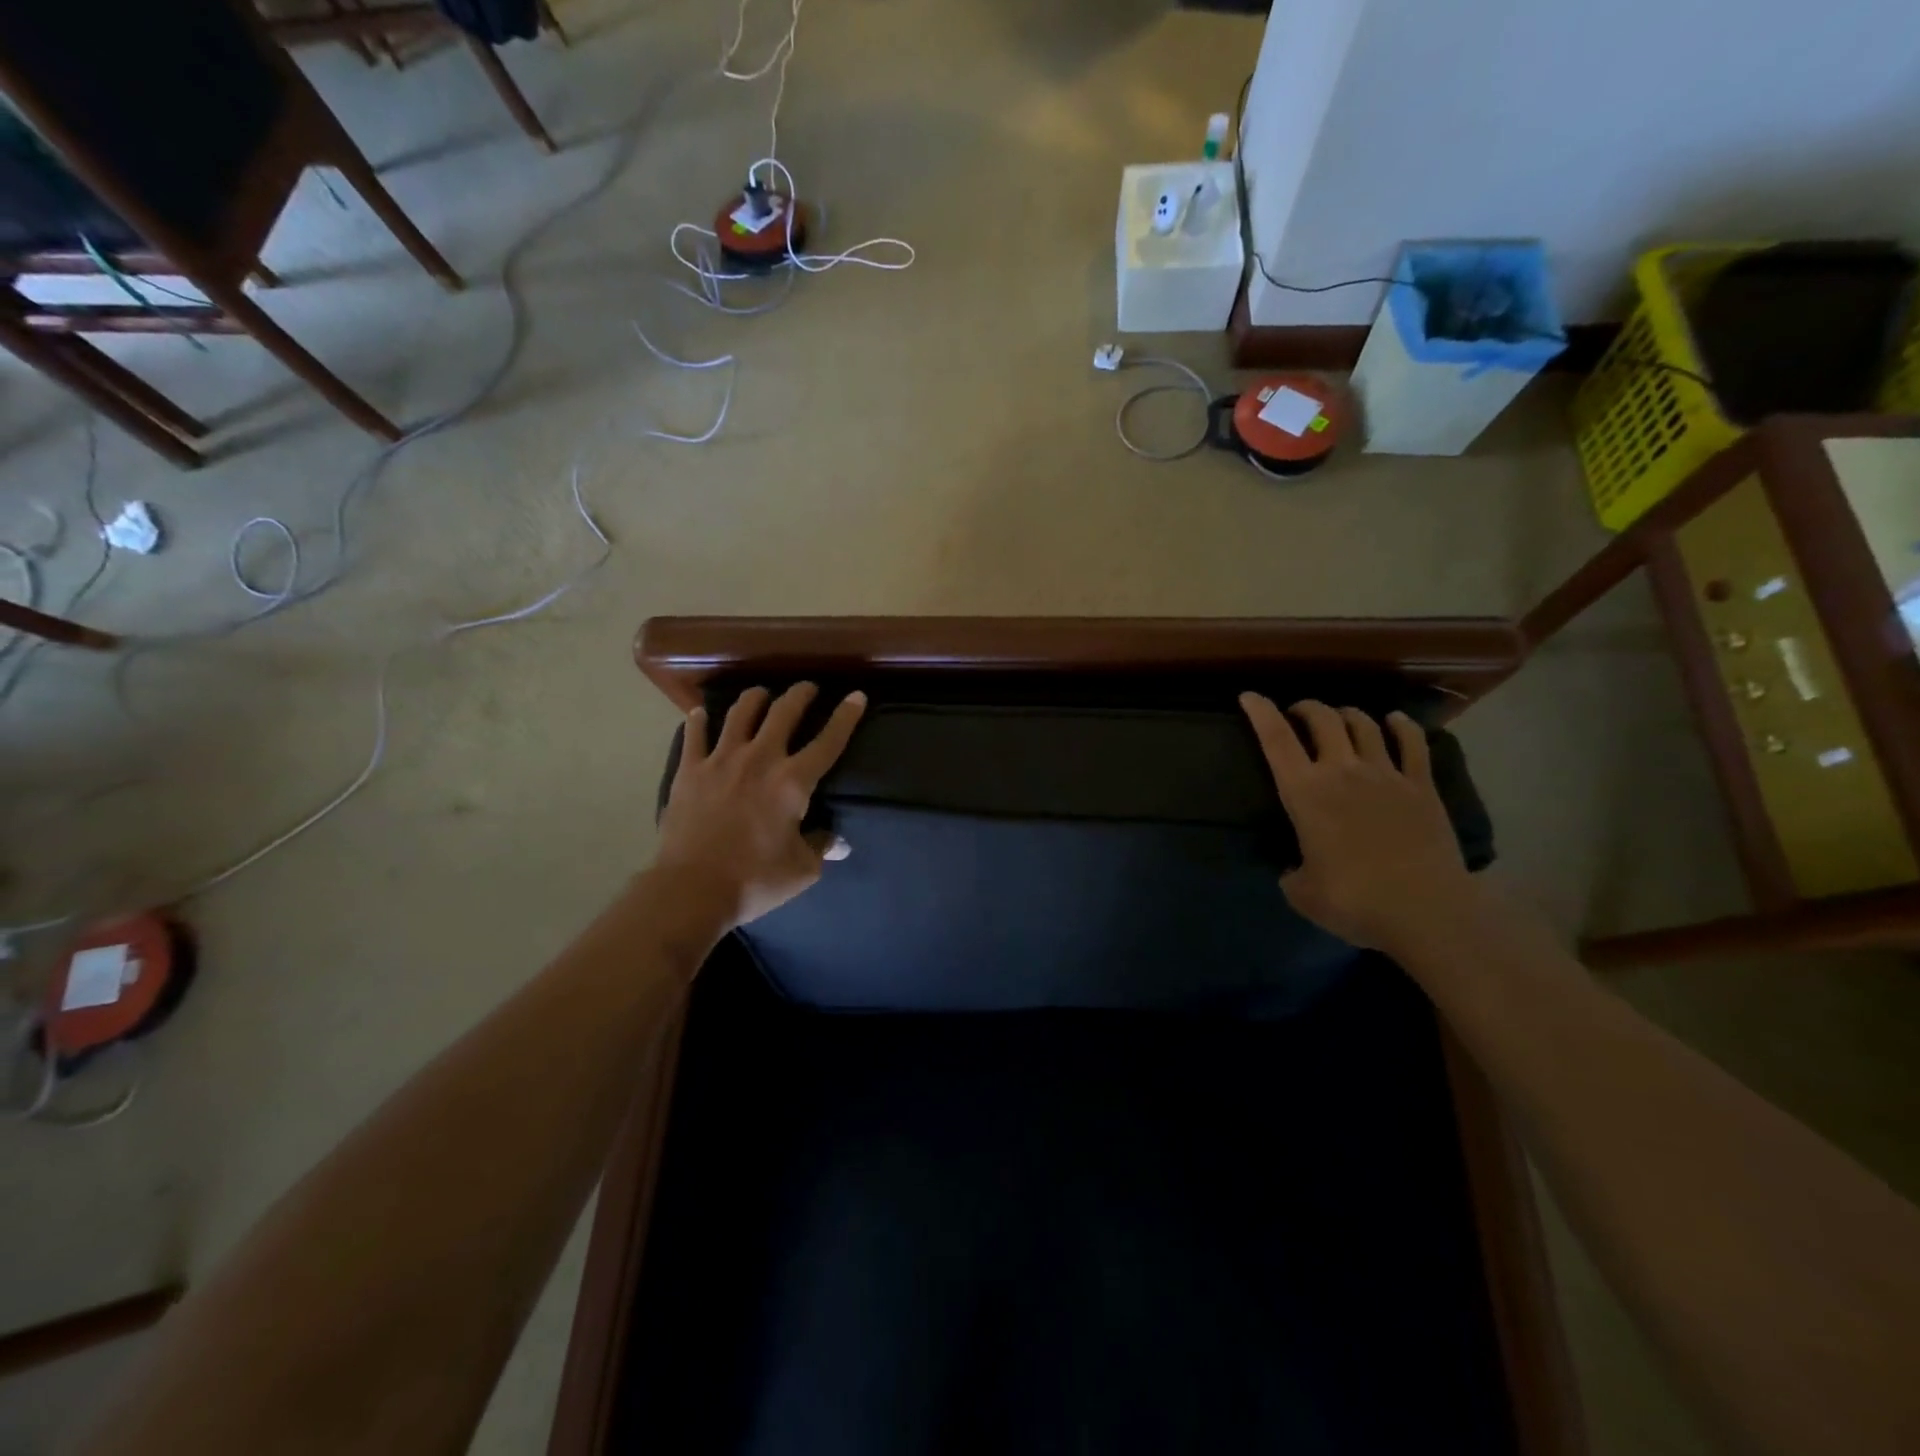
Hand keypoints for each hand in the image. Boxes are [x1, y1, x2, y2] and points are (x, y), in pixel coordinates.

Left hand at [654, 683, 866, 932]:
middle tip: (807, 688)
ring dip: (755, 698)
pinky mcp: (690, 770)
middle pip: (783, 712)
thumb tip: (837, 841)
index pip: (828, 741)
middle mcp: (760, 759)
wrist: (691, 889)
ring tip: (761, 695)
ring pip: (740, 712)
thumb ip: (822, 846)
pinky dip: (700, 721)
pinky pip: (695, 735)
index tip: (856, 696)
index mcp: (793, 782)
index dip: (846, 716)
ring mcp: (720, 760)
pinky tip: (702, 714)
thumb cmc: (754, 880)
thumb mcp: (802, 870)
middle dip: (800, 694)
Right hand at [1240, 694, 1475, 951]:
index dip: (1260, 713)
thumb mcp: (1301, 891)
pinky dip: (1401, 725)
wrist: (1426, 911)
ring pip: (1363, 723)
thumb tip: (1295, 867)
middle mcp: (1342, 771)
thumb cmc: (1354, 901)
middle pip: (1322, 719)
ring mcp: (1386, 774)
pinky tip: (1394, 721)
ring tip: (1339, 719)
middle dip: (1306, 708)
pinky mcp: (1422, 786)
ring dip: (1346, 714)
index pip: (1276, 740)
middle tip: (1298, 714)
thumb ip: (1292, 871)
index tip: (1249, 696)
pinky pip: (1412, 742)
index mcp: (1305, 793)